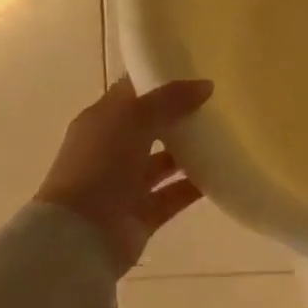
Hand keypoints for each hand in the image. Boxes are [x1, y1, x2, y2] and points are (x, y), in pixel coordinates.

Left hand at [36, 78, 214, 274]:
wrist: (80, 234)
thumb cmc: (99, 164)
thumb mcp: (132, 119)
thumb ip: (169, 100)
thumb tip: (206, 85)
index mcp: (101, 122)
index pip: (132, 94)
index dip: (159, 81)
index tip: (194, 72)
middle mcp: (113, 150)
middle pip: (151, 127)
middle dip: (180, 116)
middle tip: (218, 104)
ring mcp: (127, 184)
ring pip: (164, 162)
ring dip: (191, 151)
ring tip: (226, 136)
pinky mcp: (144, 212)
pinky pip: (176, 193)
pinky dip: (197, 185)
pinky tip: (223, 172)